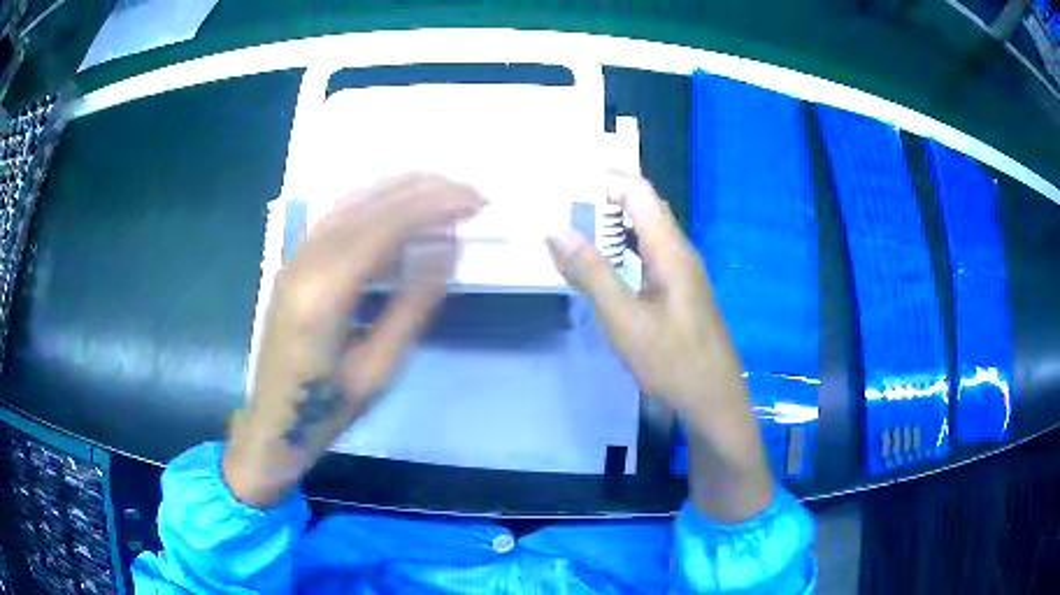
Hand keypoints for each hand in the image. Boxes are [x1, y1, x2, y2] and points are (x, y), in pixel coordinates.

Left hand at [224, 174, 484, 506]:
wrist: (275, 422)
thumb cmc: (329, 407)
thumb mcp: (380, 368)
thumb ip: (413, 305)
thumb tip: (448, 248)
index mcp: (325, 294)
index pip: (384, 227)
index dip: (433, 206)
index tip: (476, 199)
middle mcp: (305, 262)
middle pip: (367, 204)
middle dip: (422, 189)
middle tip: (469, 189)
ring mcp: (294, 258)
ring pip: (350, 202)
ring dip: (398, 188)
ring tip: (443, 187)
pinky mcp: (294, 262)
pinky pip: (336, 217)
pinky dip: (373, 203)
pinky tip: (399, 204)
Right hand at [546, 173, 772, 521]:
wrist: (714, 399)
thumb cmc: (673, 361)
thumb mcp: (625, 320)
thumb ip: (592, 273)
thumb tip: (557, 230)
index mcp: (670, 251)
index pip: (639, 193)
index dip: (605, 178)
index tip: (565, 179)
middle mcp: (679, 253)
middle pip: (643, 207)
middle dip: (604, 196)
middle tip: (561, 199)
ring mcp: (681, 273)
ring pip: (645, 232)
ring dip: (611, 224)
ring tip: (572, 225)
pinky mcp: (678, 292)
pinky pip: (647, 255)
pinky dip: (621, 249)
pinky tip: (600, 265)